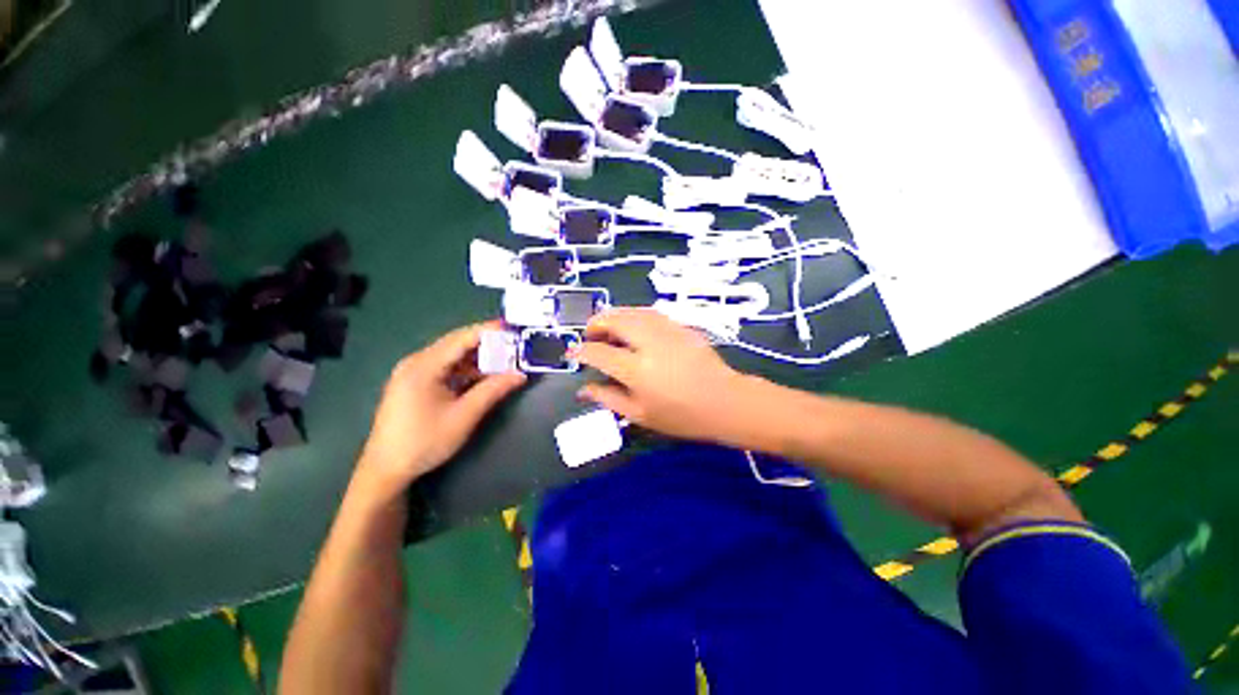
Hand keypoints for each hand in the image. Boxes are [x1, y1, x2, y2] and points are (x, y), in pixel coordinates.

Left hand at [357, 322, 526, 495]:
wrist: (386, 470)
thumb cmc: (424, 442)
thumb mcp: (464, 416)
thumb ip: (493, 390)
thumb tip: (520, 375)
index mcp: (423, 366)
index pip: (461, 338)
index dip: (488, 331)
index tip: (512, 328)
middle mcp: (416, 362)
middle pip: (456, 344)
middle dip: (486, 344)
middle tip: (513, 345)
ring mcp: (413, 373)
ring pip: (452, 356)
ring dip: (478, 358)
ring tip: (504, 361)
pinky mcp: (415, 384)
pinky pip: (446, 368)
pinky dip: (466, 369)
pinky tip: (482, 376)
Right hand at [576, 308, 749, 442]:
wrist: (725, 402)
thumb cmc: (681, 416)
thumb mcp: (640, 414)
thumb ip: (608, 398)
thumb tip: (583, 389)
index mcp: (637, 370)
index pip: (599, 353)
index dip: (581, 351)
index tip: (574, 353)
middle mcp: (649, 344)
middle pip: (615, 320)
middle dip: (596, 323)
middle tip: (591, 335)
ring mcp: (667, 331)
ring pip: (632, 311)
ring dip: (614, 315)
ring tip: (608, 328)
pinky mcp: (680, 326)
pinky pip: (650, 313)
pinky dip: (634, 315)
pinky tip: (633, 327)